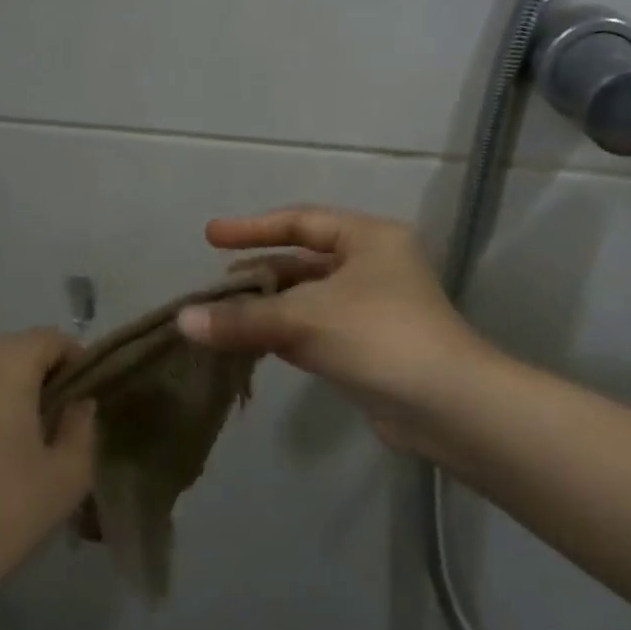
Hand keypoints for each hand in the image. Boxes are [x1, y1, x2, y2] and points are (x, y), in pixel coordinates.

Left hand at [0, 329, 95, 600]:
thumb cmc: (7, 512)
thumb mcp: (69, 473)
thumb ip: (82, 424)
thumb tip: (79, 403)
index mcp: (3, 366)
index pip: (51, 339)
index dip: (79, 361)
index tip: (90, 399)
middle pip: (18, 348)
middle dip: (47, 372)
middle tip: (67, 416)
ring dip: (16, 388)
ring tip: (35, 435)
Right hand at [176, 207, 493, 455]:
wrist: (449, 408)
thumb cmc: (379, 337)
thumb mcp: (305, 319)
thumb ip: (242, 318)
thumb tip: (182, 320)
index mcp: (368, 238)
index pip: (300, 221)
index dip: (252, 228)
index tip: (210, 237)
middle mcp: (373, 265)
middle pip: (302, 261)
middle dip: (258, 272)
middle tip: (216, 283)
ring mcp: (373, 307)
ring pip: (307, 298)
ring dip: (267, 306)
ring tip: (223, 314)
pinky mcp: (369, 345)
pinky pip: (315, 328)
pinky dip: (283, 332)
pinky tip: (251, 343)